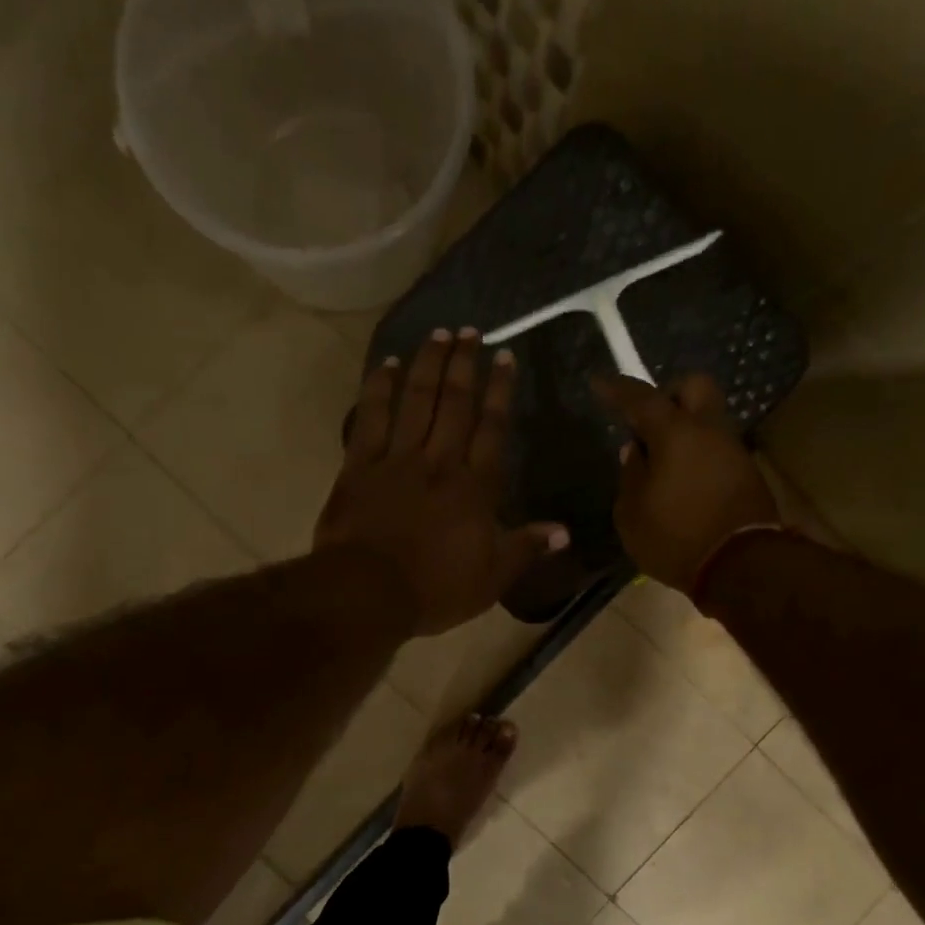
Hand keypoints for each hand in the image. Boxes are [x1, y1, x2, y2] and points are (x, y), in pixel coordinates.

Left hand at [317, 328, 568, 634]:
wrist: (368, 593)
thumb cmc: (436, 589)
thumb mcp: (492, 577)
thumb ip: (527, 548)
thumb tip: (564, 532)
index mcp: (475, 486)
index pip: (493, 427)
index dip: (500, 390)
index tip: (505, 356)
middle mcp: (439, 461)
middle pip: (455, 403)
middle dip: (465, 364)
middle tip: (470, 332)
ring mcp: (397, 459)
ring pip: (416, 400)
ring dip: (429, 364)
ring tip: (438, 334)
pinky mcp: (359, 466)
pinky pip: (371, 418)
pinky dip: (380, 388)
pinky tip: (389, 364)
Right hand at [591, 373, 779, 590]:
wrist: (742, 567)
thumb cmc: (676, 538)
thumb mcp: (632, 514)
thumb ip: (630, 475)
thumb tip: (635, 452)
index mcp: (675, 433)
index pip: (641, 398)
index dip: (617, 389)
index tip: (599, 383)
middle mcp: (709, 431)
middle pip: (694, 386)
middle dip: (669, 394)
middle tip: (648, 421)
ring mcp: (733, 450)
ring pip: (708, 419)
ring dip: (685, 429)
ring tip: (662, 461)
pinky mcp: (747, 474)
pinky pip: (716, 448)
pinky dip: (698, 453)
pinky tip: (683, 480)